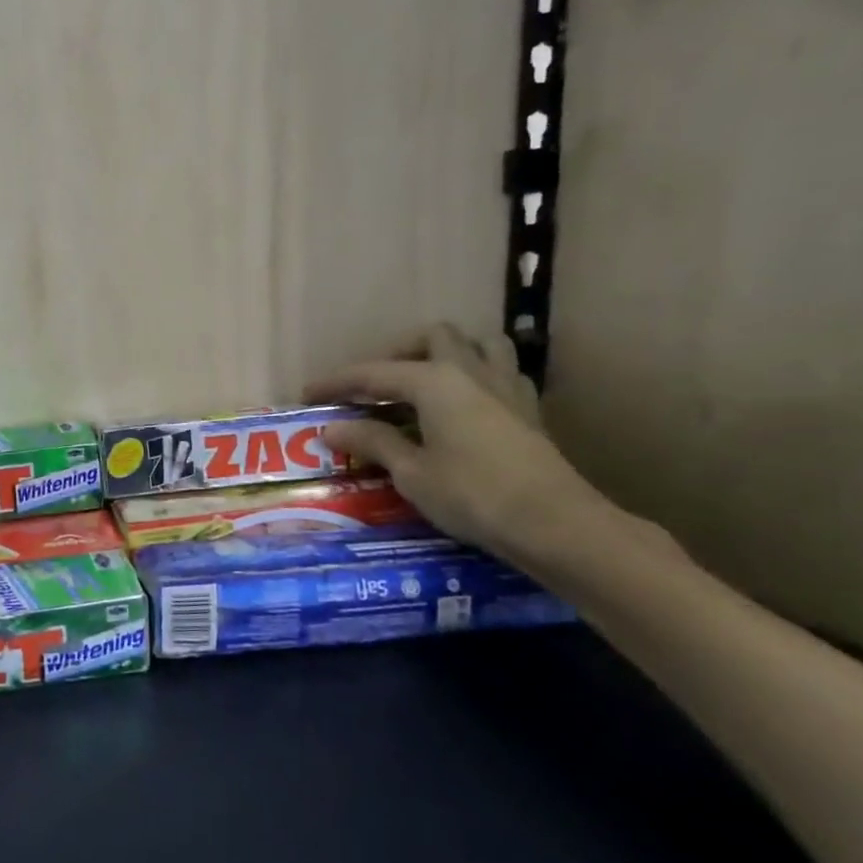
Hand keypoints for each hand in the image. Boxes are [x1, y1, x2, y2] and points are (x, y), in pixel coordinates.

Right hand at [306, 324, 604, 559]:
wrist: (555, 524)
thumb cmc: (473, 496)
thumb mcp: (412, 473)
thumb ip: (373, 442)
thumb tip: (333, 428)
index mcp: (435, 381)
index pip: (373, 372)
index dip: (336, 382)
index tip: (307, 394)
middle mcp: (470, 371)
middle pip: (431, 338)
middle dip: (397, 353)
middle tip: (373, 385)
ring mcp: (506, 386)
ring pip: (477, 343)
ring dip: (446, 353)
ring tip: (422, 382)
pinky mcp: (527, 409)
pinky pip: (500, 371)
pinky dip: (475, 375)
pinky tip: (464, 403)